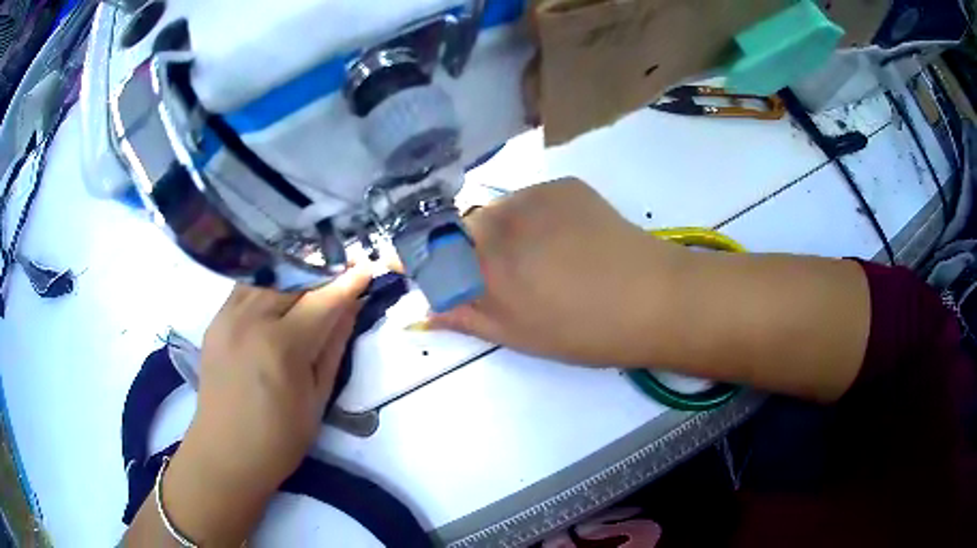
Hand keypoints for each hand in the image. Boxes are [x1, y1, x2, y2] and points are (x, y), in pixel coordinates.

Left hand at [141, 267, 370, 544]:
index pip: (322, 300)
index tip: (367, 268)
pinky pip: (245, 289)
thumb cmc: (279, 439)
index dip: (347, 282)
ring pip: (268, 277)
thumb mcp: (317, 399)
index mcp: (282, 346)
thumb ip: (333, 347)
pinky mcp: (214, 321)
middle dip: (322, 273)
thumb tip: (350, 308)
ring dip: (293, 277)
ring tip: (311, 284)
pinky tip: (278, 298)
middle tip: (342, 273)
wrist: (225, 453)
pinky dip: (267, 286)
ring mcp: (227, 316)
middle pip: (293, 279)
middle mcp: (251, 320)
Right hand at [430, 178, 689, 365]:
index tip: (424, 269)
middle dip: (466, 248)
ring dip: (503, 231)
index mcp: (481, 263)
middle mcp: (497, 219)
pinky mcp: (563, 184)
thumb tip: (420, 311)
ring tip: (542, 258)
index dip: (420, 258)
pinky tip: (566, 239)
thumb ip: (462, 315)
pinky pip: (531, 199)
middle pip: (460, 226)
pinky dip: (535, 217)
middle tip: (503, 274)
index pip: (425, 250)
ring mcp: (533, 195)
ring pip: (497, 210)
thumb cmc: (581, 330)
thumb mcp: (515, 334)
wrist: (653, 298)